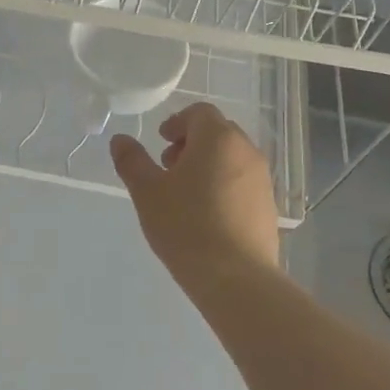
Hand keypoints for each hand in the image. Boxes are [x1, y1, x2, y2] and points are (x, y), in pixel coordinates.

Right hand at [110, 102, 280, 282]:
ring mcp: (262, 179)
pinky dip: (223, 185)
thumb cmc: (186, 226)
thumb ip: (132, 161)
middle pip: (218, 132)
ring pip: (231, 158)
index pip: (200, 112)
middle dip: (191, 143)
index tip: (160, 142)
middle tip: (168, 168)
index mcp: (218, 138)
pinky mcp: (268, 206)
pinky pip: (242, 182)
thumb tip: (120, 140)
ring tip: (185, 195)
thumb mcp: (147, 192)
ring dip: (208, 164)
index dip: (177, 122)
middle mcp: (246, 151)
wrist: (236, 278)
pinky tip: (206, 216)